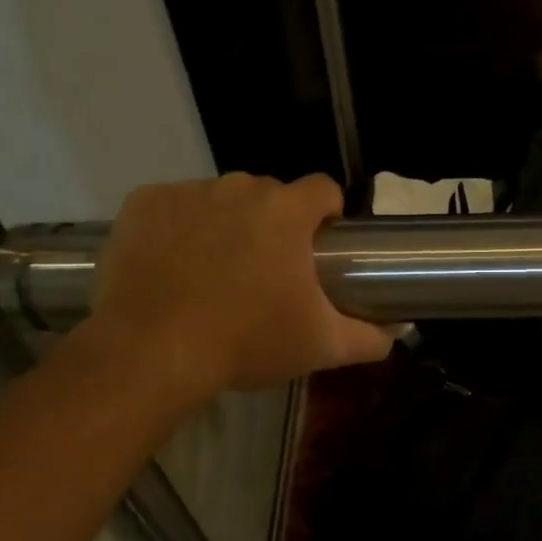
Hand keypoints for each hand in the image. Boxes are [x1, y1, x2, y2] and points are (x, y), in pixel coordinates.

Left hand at [88, 173, 393, 398]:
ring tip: (216, 272)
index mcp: (287, 212)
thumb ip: (370, 337)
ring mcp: (186, 192)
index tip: (320, 245)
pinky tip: (173, 265)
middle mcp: (238, 187)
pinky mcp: (143, 203)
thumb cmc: (247, 342)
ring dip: (227, 223)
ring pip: (221, 198)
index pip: (323, 189)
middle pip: (270, 195)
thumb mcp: (320, 346)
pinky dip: (178, 227)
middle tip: (266, 272)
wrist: (152, 352)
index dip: (328, 213)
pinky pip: (173, 205)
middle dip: (275, 224)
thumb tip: (398, 331)